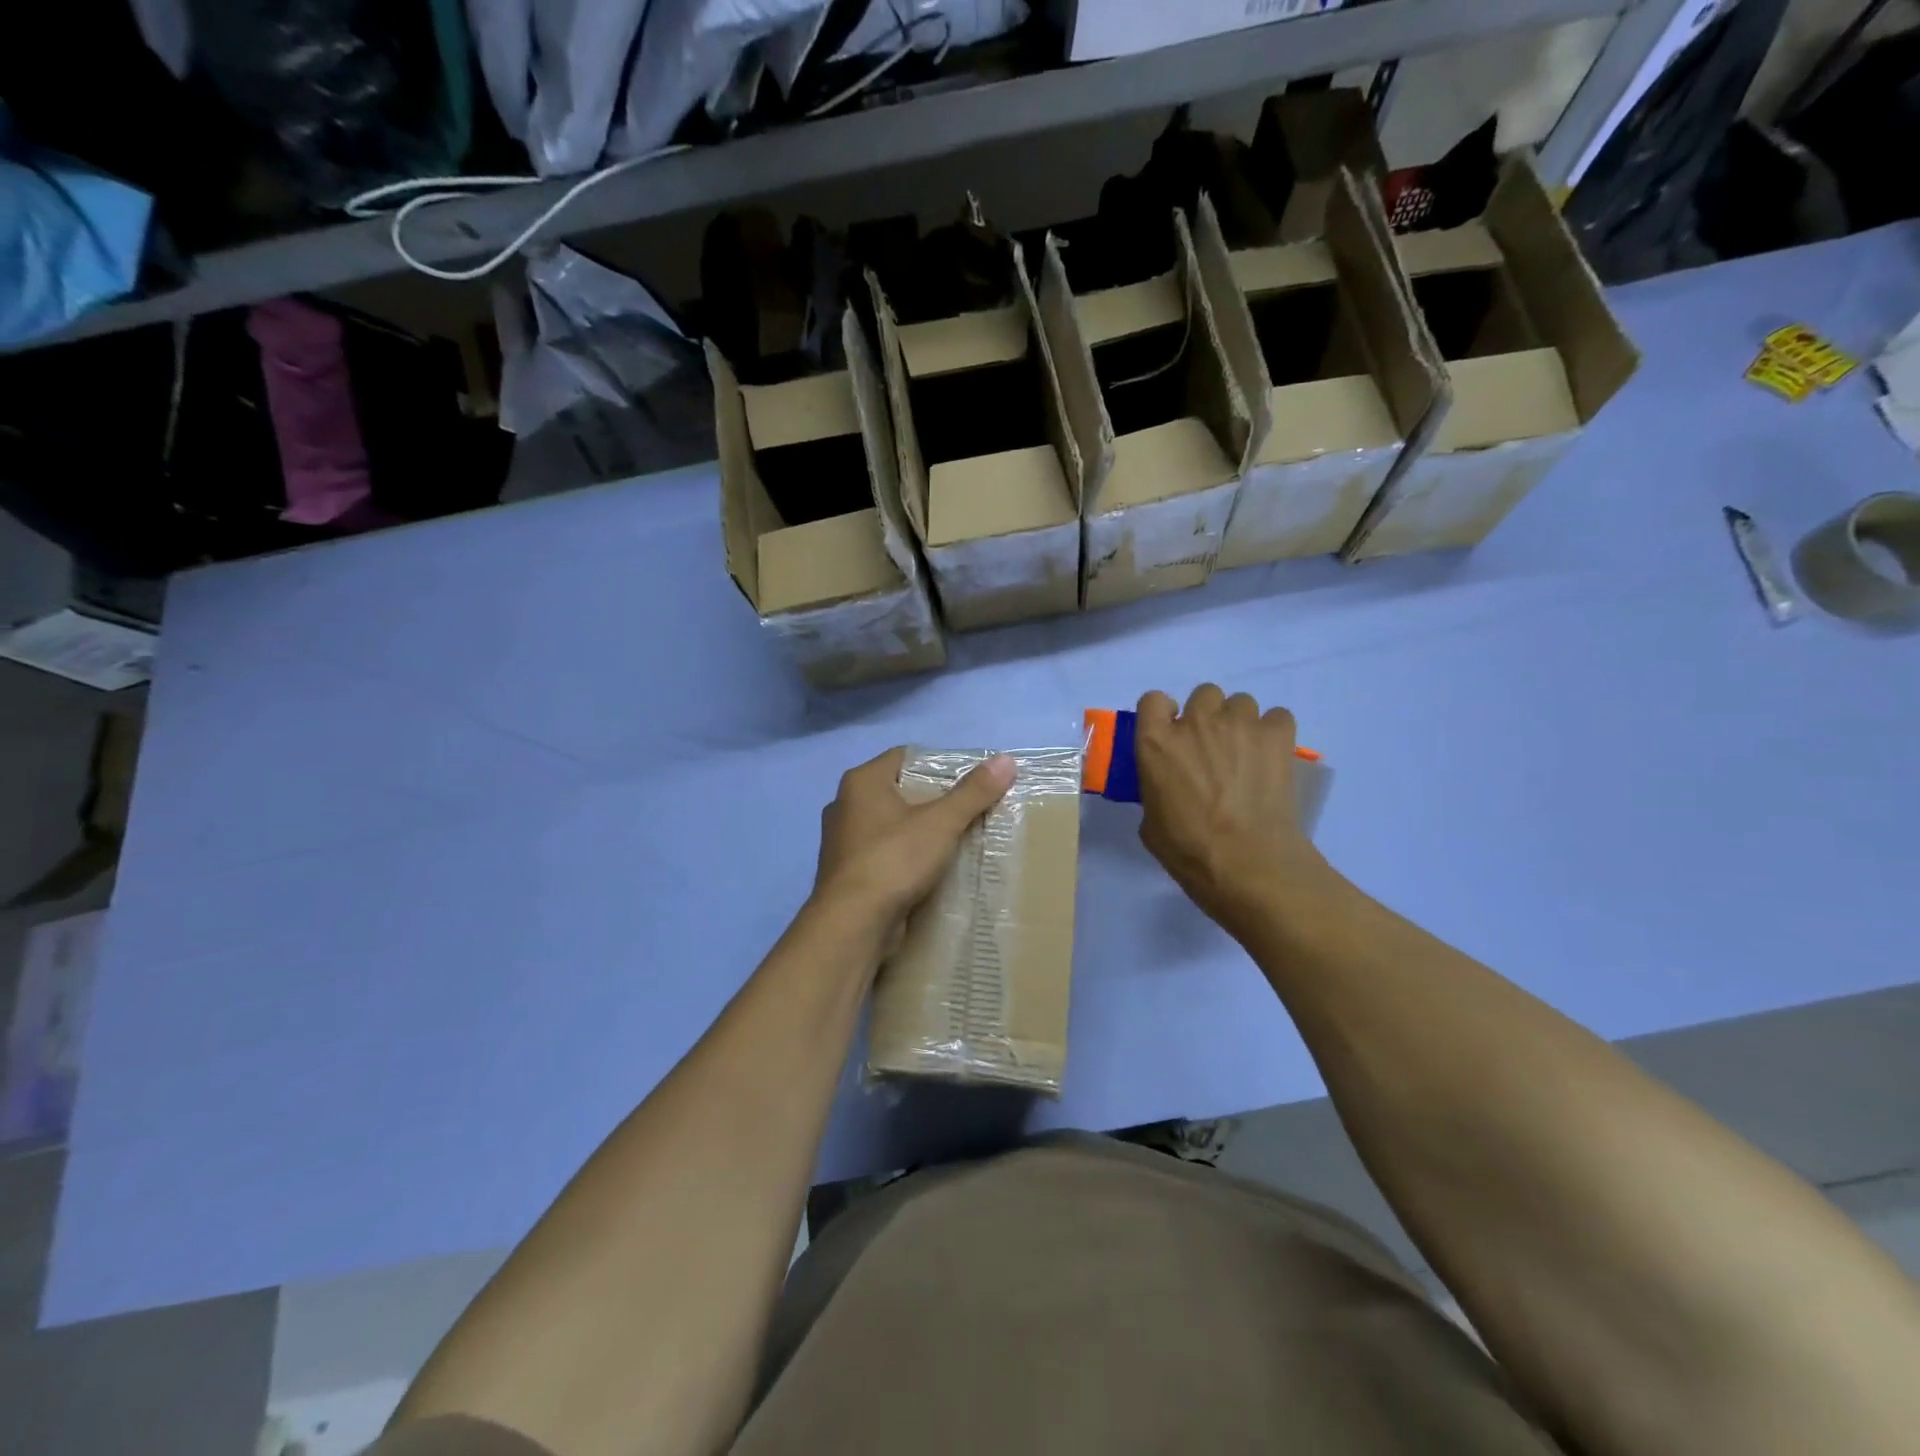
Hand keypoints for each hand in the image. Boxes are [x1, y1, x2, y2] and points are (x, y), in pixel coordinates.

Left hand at [812, 747, 1015, 937]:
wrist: (852, 924)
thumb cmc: (894, 860)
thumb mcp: (941, 823)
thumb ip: (973, 792)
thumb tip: (1006, 759)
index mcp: (861, 782)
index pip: (904, 756)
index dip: (938, 764)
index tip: (970, 780)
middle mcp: (845, 805)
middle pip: (899, 791)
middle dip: (933, 800)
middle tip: (969, 810)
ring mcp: (842, 842)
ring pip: (891, 825)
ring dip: (919, 831)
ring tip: (956, 839)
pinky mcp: (847, 874)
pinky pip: (884, 854)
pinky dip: (906, 858)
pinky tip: (931, 870)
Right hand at [1133, 685, 1320, 932]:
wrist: (1248, 862)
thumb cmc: (1189, 850)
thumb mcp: (1151, 821)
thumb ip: (1156, 788)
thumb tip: (1168, 787)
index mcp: (1155, 743)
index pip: (1153, 700)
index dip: (1163, 715)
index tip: (1171, 734)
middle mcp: (1195, 723)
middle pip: (1203, 694)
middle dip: (1207, 716)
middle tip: (1213, 749)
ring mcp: (1238, 724)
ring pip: (1241, 702)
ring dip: (1240, 723)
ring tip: (1247, 755)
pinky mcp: (1276, 735)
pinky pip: (1277, 716)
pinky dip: (1274, 732)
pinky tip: (1272, 757)